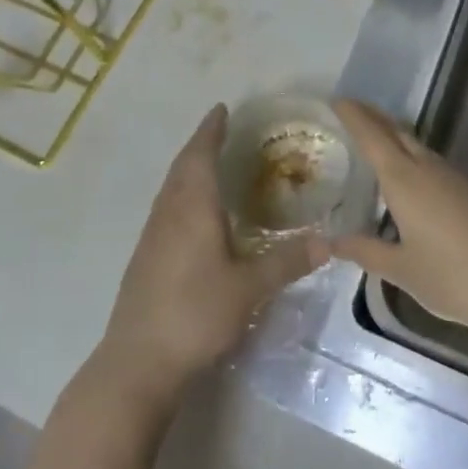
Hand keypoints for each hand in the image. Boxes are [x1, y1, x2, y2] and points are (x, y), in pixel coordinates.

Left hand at [97, 105, 327, 406]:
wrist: (138, 360)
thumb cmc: (195, 314)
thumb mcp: (248, 289)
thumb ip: (287, 263)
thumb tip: (329, 242)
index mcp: (192, 208)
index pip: (201, 155)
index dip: (211, 131)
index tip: (221, 109)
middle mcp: (169, 212)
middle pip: (183, 166)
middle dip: (201, 143)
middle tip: (220, 129)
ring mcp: (152, 234)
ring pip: (171, 186)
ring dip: (189, 166)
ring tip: (209, 162)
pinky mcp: (145, 255)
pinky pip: (166, 206)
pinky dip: (181, 191)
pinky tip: (193, 211)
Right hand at [330, 99, 467, 344]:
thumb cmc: (453, 277)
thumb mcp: (401, 269)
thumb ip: (365, 251)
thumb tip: (330, 243)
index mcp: (404, 179)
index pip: (372, 135)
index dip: (353, 115)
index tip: (337, 100)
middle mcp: (429, 168)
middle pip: (397, 131)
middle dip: (374, 118)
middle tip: (352, 112)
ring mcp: (456, 177)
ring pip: (418, 146)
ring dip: (396, 137)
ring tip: (377, 144)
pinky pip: (435, 163)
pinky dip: (414, 159)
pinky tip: (413, 181)